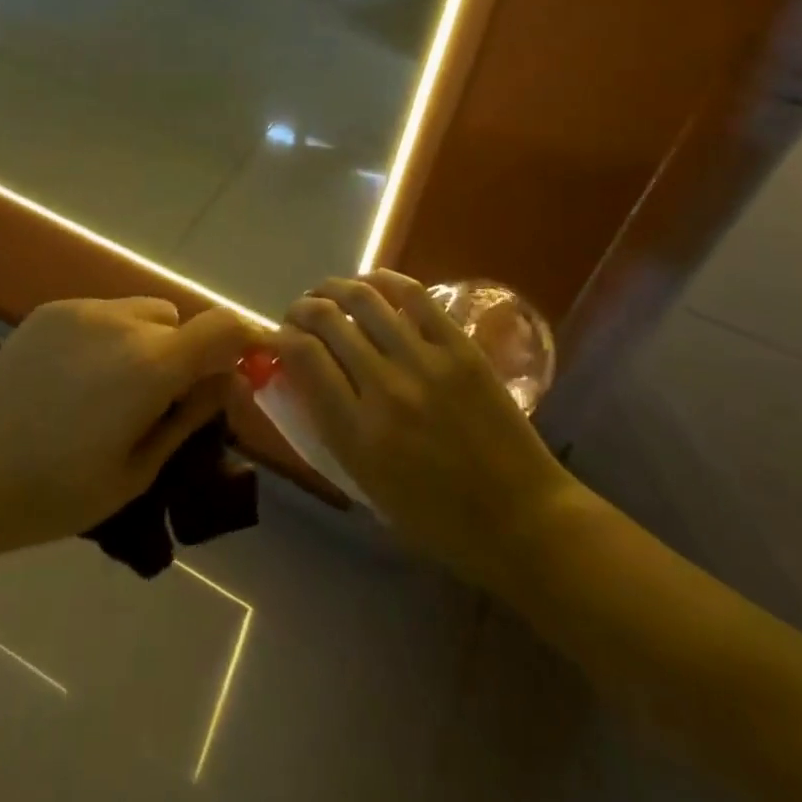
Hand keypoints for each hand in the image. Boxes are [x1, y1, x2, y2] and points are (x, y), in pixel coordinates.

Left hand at [0, 299, 253, 567]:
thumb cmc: (51, 494)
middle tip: (162, 405)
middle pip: (181, 322)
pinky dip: (111, 336)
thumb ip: (189, 419)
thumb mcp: (135, 471)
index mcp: (150, 365)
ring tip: (114, 392)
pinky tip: (75, 381)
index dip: (246, 342)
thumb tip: (228, 382)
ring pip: (143, 313)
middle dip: (187, 357)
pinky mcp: (49, 311)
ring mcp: (81, 310)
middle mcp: (121, 321)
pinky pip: (104, 313)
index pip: (224, 327)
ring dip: (149, 343)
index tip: (245, 371)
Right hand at [272, 271, 574, 587]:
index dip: (281, 338)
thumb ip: (329, 427)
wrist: (522, 519)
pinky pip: (414, 297)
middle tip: (299, 314)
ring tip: (327, 293)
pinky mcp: (460, 348)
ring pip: (364, 299)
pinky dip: (384, 282)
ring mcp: (426, 362)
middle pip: (327, 321)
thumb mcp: (366, 484)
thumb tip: (301, 377)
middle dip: (302, 309)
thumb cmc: (438, 519)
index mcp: (357, 433)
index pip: (302, 357)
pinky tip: (371, 284)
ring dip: (335, 288)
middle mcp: (385, 389)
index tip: (278, 339)